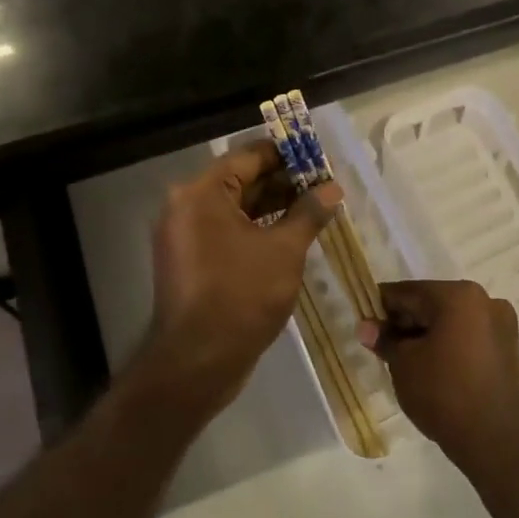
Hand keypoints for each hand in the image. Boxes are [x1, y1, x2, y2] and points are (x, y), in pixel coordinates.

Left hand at [142, 140, 340, 418]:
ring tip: (315, 208)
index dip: (288, 155)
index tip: (320, 159)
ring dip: (273, 206)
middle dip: (284, 182)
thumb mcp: (285, 250)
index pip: (250, 156)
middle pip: (241, 180)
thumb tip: (332, 188)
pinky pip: (227, 231)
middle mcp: (186, 206)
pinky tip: (291, 234)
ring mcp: (185, 235)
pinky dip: (257, 228)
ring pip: (236, 208)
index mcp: (202, 193)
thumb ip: (309, 213)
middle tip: (324, 185)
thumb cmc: (242, 296)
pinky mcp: (191, 260)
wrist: (198, 362)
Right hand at [362, 279, 518, 480]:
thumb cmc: (443, 394)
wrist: (495, 442)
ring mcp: (502, 323)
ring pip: (452, 320)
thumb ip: (384, 339)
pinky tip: (434, 367)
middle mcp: (485, 300)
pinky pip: (470, 335)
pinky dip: (450, 343)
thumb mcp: (403, 365)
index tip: (365, 324)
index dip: (382, 307)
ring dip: (428, 333)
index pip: (409, 293)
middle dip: (406, 322)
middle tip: (383, 346)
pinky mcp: (510, 347)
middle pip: (432, 303)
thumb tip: (366, 326)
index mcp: (459, 295)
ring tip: (406, 361)